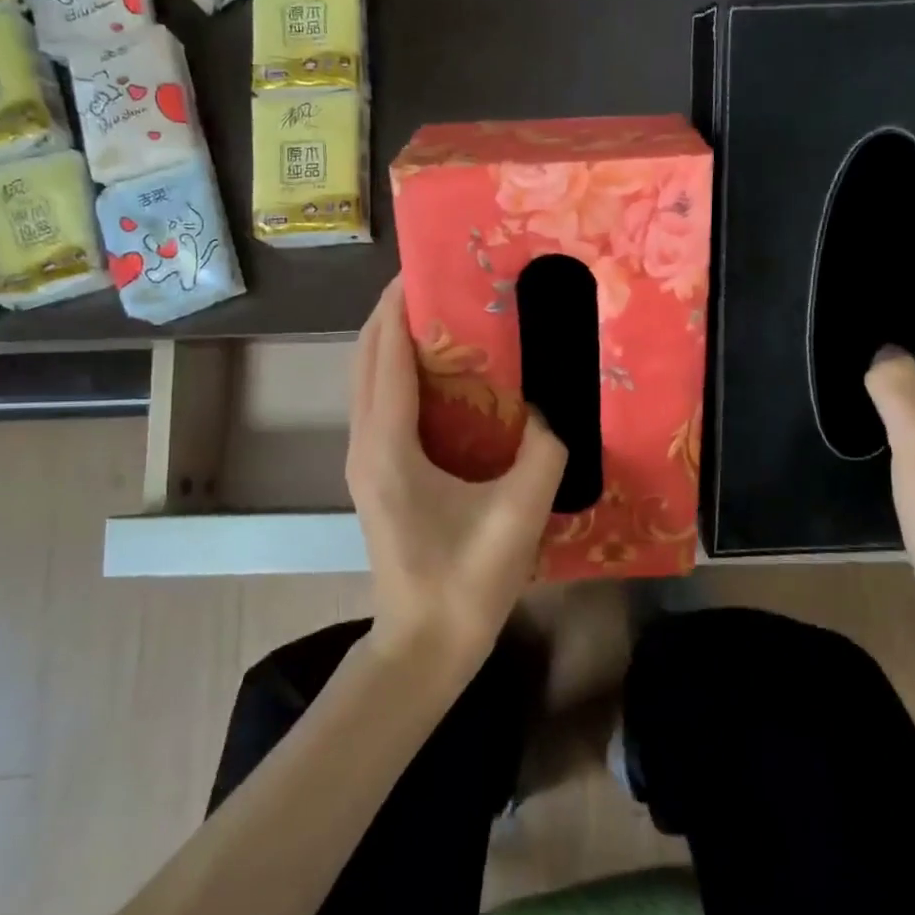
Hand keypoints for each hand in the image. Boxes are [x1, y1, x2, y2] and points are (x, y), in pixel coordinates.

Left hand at [346, 276, 568, 677]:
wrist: (423, 647)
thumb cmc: (465, 582)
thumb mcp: (518, 514)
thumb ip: (544, 452)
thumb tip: (552, 413)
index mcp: (388, 446)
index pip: (387, 354)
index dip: (401, 305)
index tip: (428, 268)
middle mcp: (364, 443)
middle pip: (367, 358)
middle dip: (394, 314)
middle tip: (441, 285)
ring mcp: (363, 461)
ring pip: (368, 381)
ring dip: (394, 343)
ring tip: (442, 319)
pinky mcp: (374, 476)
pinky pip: (379, 405)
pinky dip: (400, 375)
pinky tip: (443, 377)